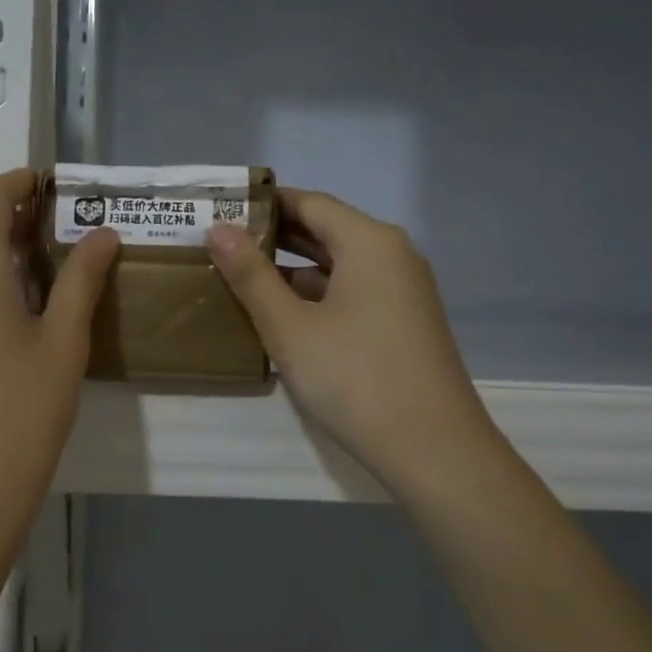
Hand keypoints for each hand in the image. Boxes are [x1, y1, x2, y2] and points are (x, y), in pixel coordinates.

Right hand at [207, 190, 493, 500]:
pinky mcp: (404, 322)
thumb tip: (217, 228)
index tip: (220, 209)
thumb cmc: (355, 378)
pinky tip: (281, 314)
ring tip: (239, 276)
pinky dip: (316, 295)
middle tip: (220, 242)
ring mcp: (403, 290)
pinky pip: (353, 292)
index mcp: (369, 242)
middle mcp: (392, 255)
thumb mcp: (290, 327)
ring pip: (339, 265)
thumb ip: (251, 275)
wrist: (433, 448)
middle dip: (274, 236)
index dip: (264, 204)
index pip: (309, 202)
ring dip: (293, 269)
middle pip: (326, 230)